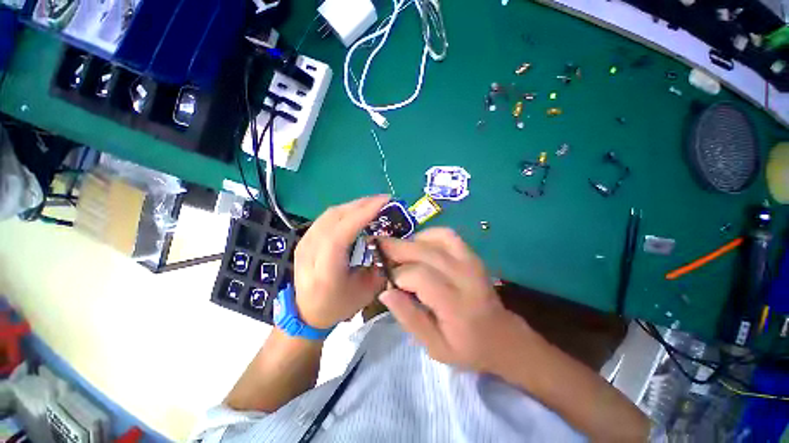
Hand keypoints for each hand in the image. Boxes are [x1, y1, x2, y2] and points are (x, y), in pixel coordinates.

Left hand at [293, 195, 388, 328]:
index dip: (362, 215)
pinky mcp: (305, 238)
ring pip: (330, 214)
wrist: (305, 312)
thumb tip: (389, 242)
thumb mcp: (366, 292)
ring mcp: (304, 242)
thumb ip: (379, 266)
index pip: (340, 235)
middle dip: (362, 205)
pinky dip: (345, 210)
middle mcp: (309, 252)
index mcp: (325, 271)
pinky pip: (327, 217)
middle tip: (384, 200)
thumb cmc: (338, 305)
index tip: (384, 202)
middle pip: (334, 218)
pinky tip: (358, 211)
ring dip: (354, 205)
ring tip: (374, 203)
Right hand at [378, 228, 533, 372]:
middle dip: (398, 248)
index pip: (420, 276)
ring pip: (436, 238)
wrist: (502, 336)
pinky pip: (447, 235)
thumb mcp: (434, 347)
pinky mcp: (472, 255)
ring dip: (413, 240)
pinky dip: (429, 235)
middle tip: (379, 246)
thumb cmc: (467, 347)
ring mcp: (470, 261)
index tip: (387, 280)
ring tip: (400, 250)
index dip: (398, 275)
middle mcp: (465, 276)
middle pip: (425, 252)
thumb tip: (385, 292)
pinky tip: (419, 245)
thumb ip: (408, 318)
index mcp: (456, 304)